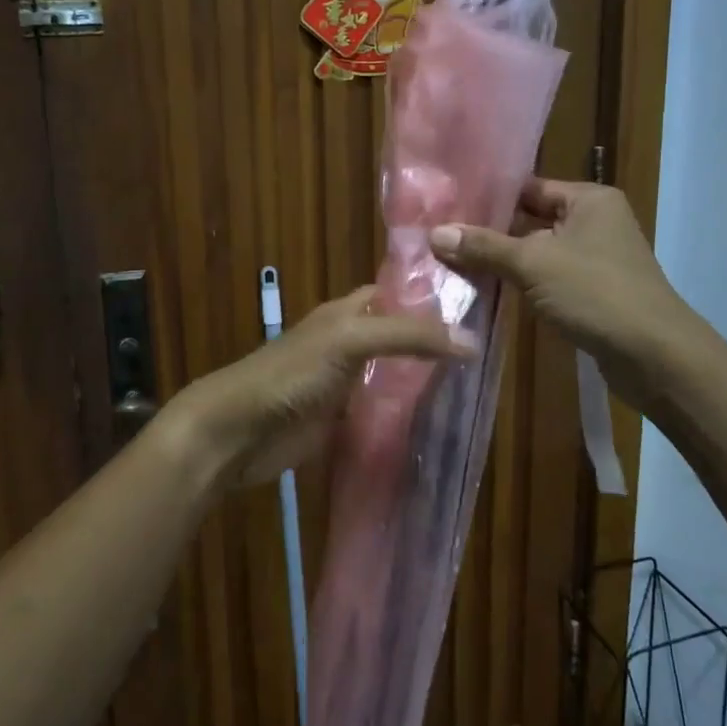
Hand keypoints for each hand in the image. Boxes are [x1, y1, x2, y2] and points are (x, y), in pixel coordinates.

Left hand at [169, 287, 469, 488]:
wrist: (238, 431)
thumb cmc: (292, 373)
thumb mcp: (350, 341)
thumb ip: (408, 336)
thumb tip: (473, 341)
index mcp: (347, 312)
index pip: (396, 294)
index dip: (430, 296)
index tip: (479, 306)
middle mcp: (349, 342)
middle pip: (398, 336)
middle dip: (434, 342)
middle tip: (488, 353)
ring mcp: (345, 383)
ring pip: (393, 374)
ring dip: (423, 380)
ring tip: (476, 387)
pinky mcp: (342, 420)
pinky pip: (382, 411)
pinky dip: (406, 415)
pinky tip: (439, 421)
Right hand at [430, 179, 687, 410]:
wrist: (654, 355)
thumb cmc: (596, 292)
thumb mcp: (533, 264)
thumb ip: (484, 247)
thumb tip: (434, 233)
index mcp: (589, 199)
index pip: (529, 187)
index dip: (490, 197)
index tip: (448, 207)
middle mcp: (595, 221)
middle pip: (531, 219)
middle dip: (491, 232)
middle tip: (442, 237)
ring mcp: (596, 258)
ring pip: (538, 252)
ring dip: (504, 260)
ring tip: (453, 262)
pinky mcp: (593, 291)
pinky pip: (549, 278)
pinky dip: (522, 283)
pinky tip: (487, 289)